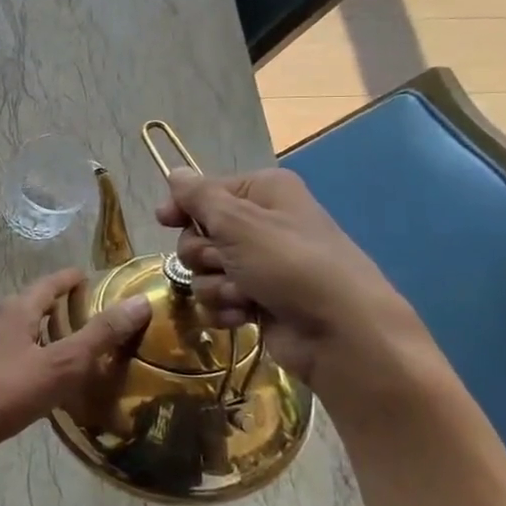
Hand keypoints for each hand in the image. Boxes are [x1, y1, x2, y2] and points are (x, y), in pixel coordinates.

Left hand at [0, 269, 151, 481]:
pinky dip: (37, 362)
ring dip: (48, 336)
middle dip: (61, 307)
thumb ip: (100, 335)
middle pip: (33, 306)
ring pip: (24, 334)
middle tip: (93, 315)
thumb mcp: (62, 363)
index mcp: (16, 310)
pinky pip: (16, 360)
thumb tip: (139, 301)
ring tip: (78, 349)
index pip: (49, 284)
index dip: (71, 279)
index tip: (92, 278)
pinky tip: (50, 383)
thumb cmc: (8, 391)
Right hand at [157, 168, 432, 395]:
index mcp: (263, 193)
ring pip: (204, 271)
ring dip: (216, 285)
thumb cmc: (290, 265)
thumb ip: (199, 197)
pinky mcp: (256, 301)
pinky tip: (245, 314)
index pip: (205, 191)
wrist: (341, 333)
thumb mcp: (239, 222)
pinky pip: (218, 299)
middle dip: (204, 254)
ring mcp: (259, 266)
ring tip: (244, 295)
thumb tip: (174, 172)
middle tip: (226, 263)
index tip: (165, 221)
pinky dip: (226, 308)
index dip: (183, 207)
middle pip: (199, 234)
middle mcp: (261, 225)